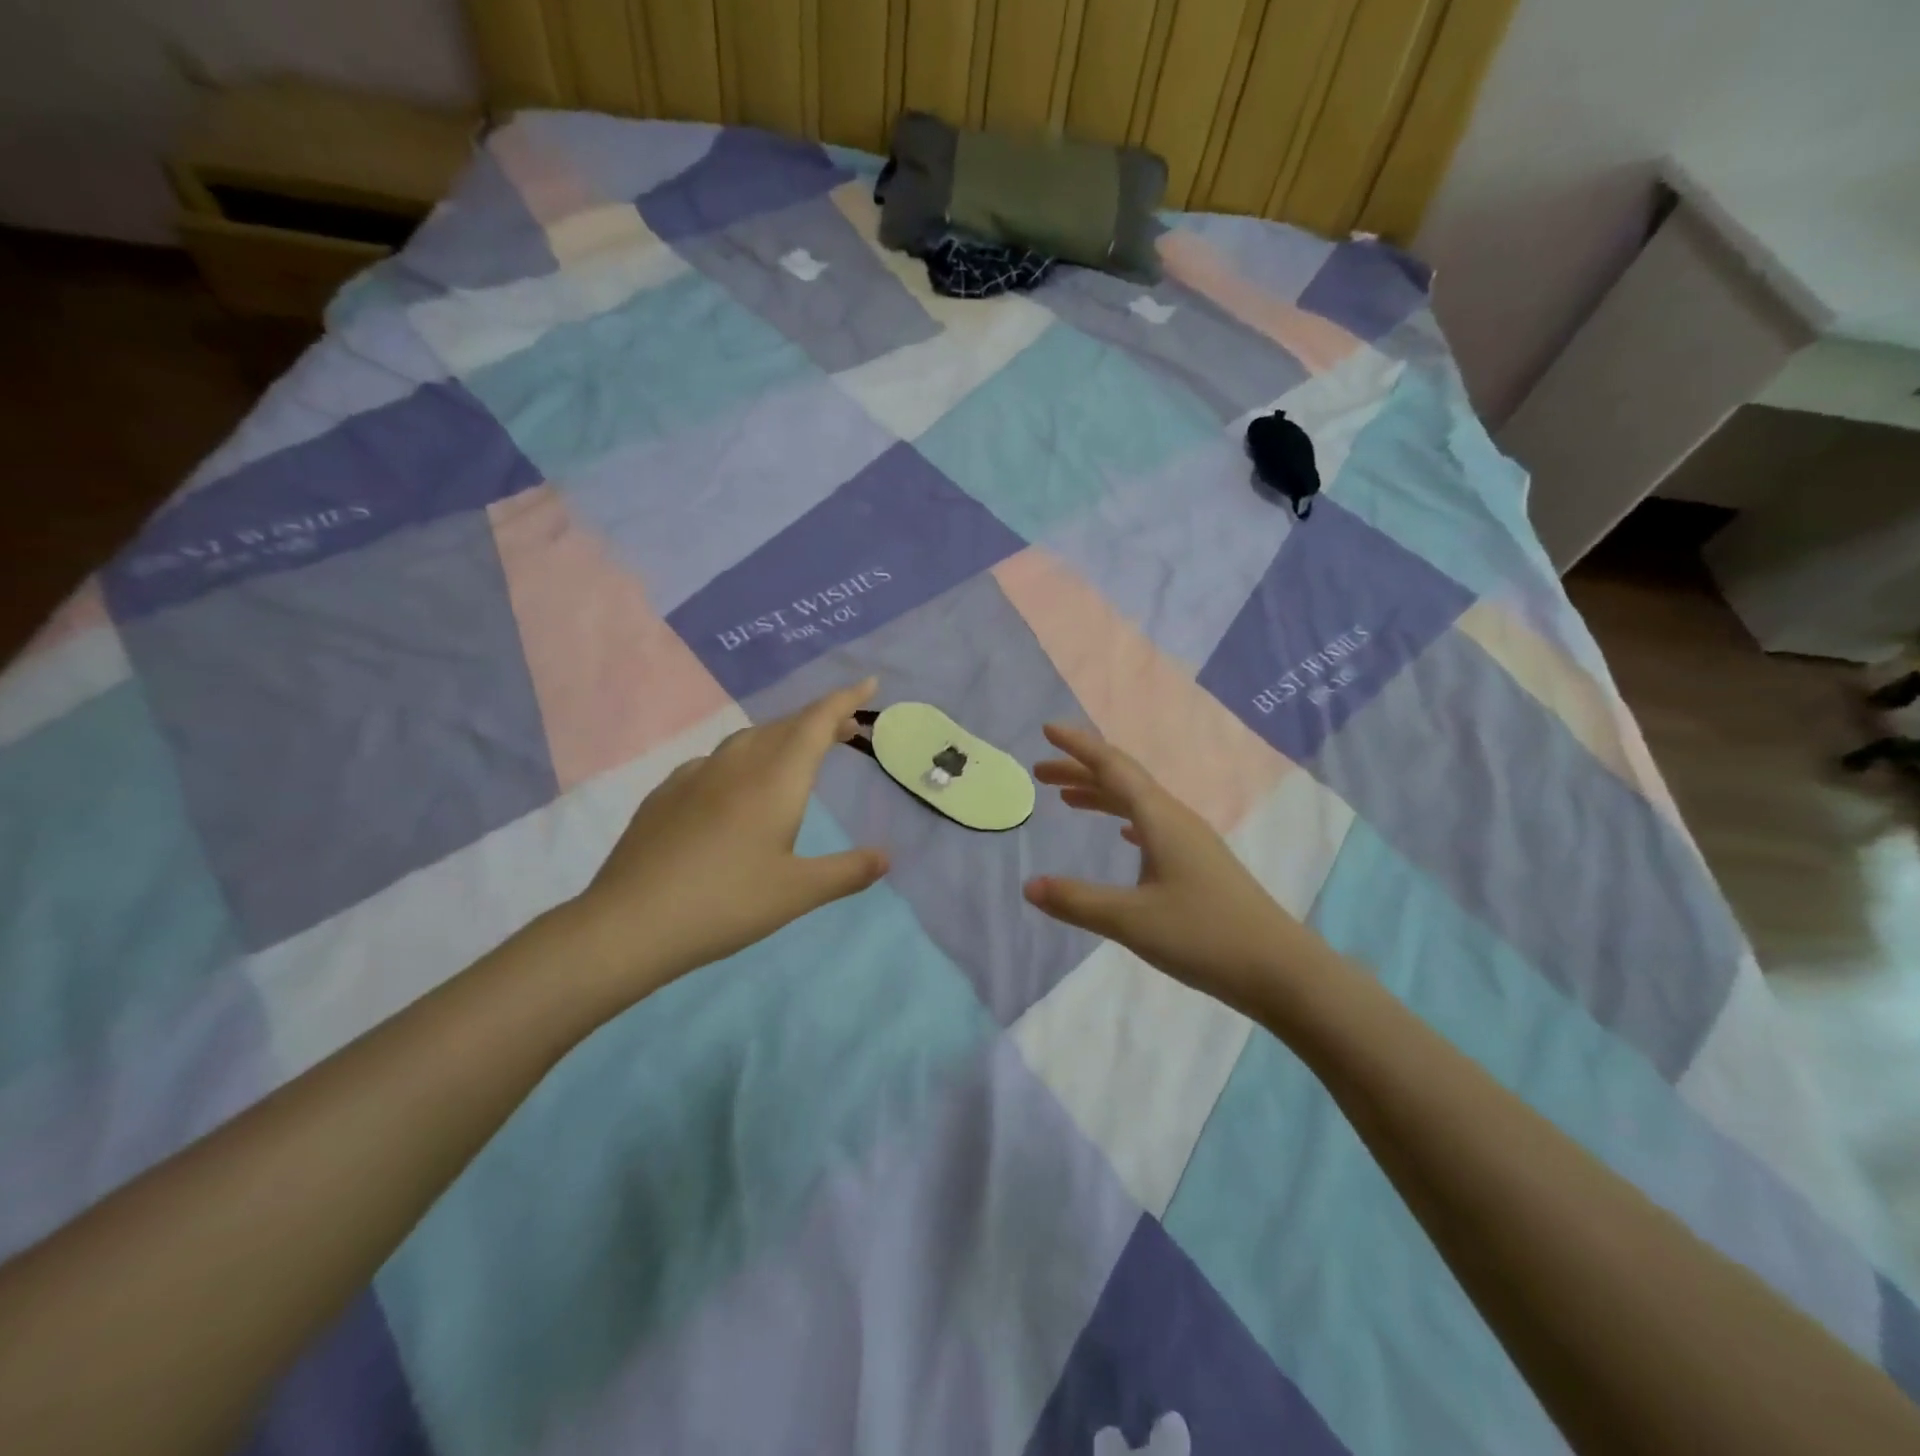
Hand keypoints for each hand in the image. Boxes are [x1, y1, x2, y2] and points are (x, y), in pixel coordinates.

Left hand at [568, 678, 888, 1001]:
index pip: (816, 722)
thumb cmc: (726, 903)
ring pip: (748, 740)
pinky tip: (736, 786)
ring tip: (797, 754)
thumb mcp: (798, 893)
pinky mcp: (666, 794)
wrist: (630, 922)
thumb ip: (847, 871)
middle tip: (846, 729)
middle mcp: (736, 765)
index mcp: (775, 779)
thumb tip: (885, 857)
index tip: (868, 683)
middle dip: (819, 720)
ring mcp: (695, 775)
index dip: (844, 700)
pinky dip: (744, 759)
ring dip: (781, 737)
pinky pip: (716, 761)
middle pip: (784, 726)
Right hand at [1023, 723, 1330, 1014]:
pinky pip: (1152, 825)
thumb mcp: (1131, 920)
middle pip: (1122, 780)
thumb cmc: (1203, 936)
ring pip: (1137, 803)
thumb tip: (1028, 885)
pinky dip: (1125, 818)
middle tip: (1040, 771)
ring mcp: (1191, 841)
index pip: (1111, 768)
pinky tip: (1121, 832)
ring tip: (1067, 799)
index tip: (1047, 730)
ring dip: (1100, 795)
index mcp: (1160, 819)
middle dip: (1080, 770)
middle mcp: (1175, 819)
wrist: (1278, 969)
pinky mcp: (1198, 864)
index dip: (1078, 747)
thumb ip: (1077, 901)